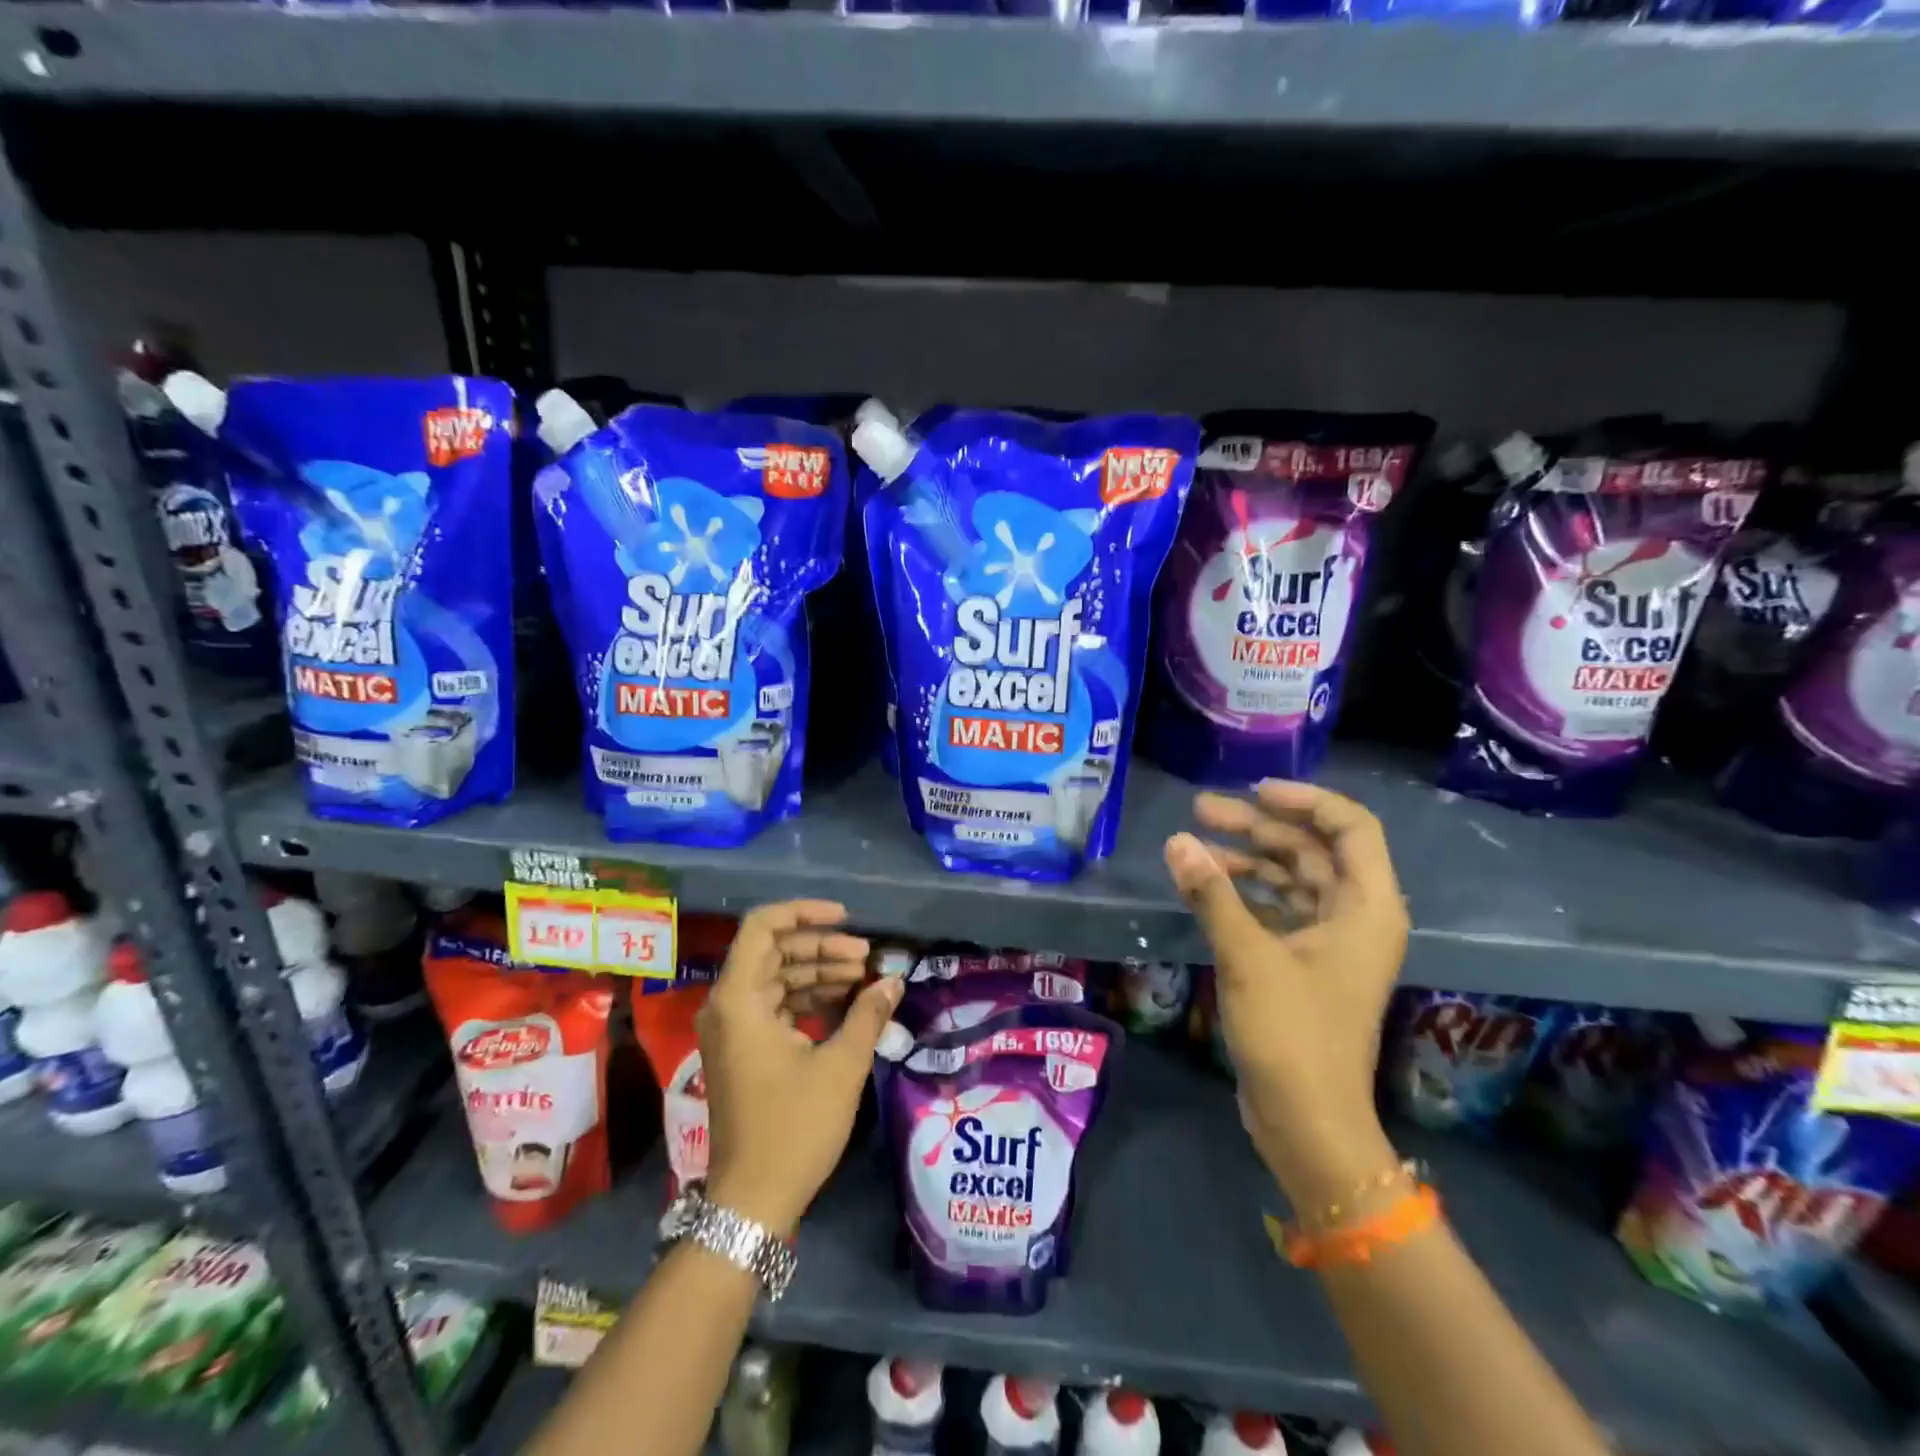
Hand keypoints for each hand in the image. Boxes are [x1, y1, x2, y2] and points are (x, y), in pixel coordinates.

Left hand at [698, 900, 903, 1235]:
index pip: (762, 926)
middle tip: (867, 957)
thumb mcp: (841, 1065)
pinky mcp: (742, 1049)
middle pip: (773, 951)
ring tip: (864, 979)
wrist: (752, 1200)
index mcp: (739, 999)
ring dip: (818, 973)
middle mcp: (727, 1005)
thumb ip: (868, 1014)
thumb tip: (894, 980)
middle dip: (822, 948)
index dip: (804, 913)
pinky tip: (845, 1005)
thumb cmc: (794, 1127)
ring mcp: (732, 1029)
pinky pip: (774, 1005)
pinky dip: (807, 999)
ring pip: (776, 978)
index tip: (846, 919)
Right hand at [1164, 781, 1408, 1202]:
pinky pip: (1278, 910)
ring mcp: (1332, 943)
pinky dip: (1245, 894)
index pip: (1350, 827)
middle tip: (1202, 810)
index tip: (1254, 791)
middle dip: (1258, 827)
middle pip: (1311, 850)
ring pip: (1291, 879)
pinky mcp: (1306, 965)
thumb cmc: (1292, 1034)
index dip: (1306, 800)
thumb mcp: (1247, 956)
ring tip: (1194, 847)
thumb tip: (1177, 841)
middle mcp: (1356, 917)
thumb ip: (1212, 894)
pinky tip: (1206, 887)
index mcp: (1366, 907)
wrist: (1308, 1122)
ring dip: (1246, 860)